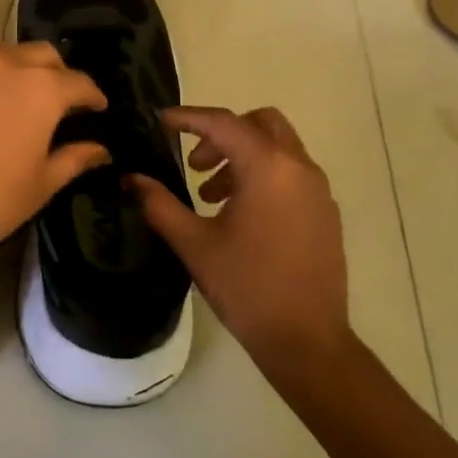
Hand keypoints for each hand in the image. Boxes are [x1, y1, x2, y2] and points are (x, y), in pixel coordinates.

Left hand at [0, 43, 108, 261]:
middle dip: (57, 73)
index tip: (97, 108)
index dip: (93, 96)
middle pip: (42, 55)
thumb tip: (101, 149)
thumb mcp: (40, 185)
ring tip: (14, 97)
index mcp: (41, 90)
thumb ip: (74, 159)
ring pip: (2, 54)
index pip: (79, 82)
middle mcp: (5, 65)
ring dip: (17, 70)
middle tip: (57, 100)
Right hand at [128, 106, 350, 371]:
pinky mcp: (326, 211)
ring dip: (242, 156)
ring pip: (278, 147)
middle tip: (194, 164)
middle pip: (260, 123)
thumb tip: (131, 179)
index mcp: (267, 168)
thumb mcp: (194, 244)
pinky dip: (264, 174)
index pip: (223, 123)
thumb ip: (159, 205)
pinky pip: (292, 173)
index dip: (188, 117)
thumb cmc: (246, 287)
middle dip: (222, 134)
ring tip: (211, 196)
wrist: (306, 340)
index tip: (161, 122)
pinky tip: (241, 214)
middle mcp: (299, 168)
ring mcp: (318, 190)